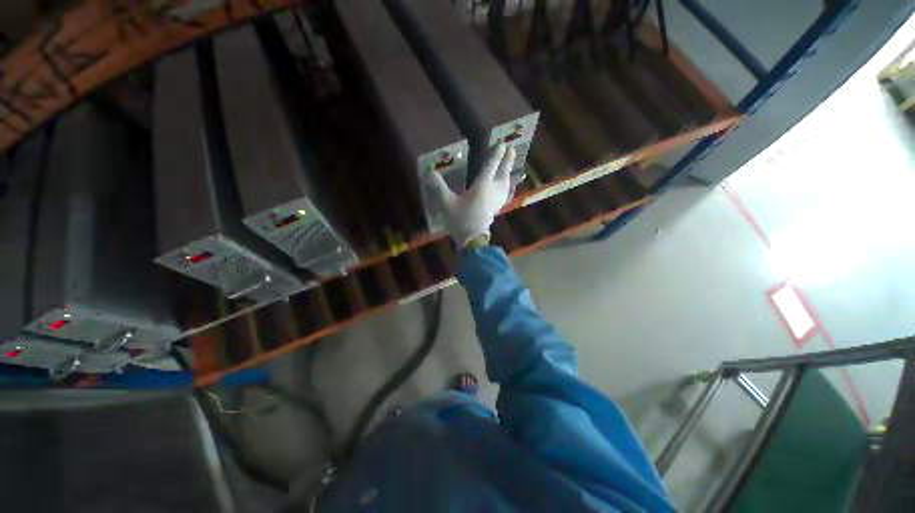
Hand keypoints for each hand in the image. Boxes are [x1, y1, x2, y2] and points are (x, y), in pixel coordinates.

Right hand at [426, 143, 516, 247]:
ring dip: (508, 174)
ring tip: (510, 168)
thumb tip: (427, 171)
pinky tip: (505, 189)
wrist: (472, 240)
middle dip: (507, 162)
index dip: (496, 155)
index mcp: (481, 187)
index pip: (490, 167)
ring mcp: (496, 201)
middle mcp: (492, 191)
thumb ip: (438, 187)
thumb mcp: (446, 203)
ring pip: (505, 185)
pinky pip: (504, 194)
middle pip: (502, 174)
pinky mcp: (496, 209)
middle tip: (513, 150)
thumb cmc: (460, 220)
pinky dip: (506, 187)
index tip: (502, 144)